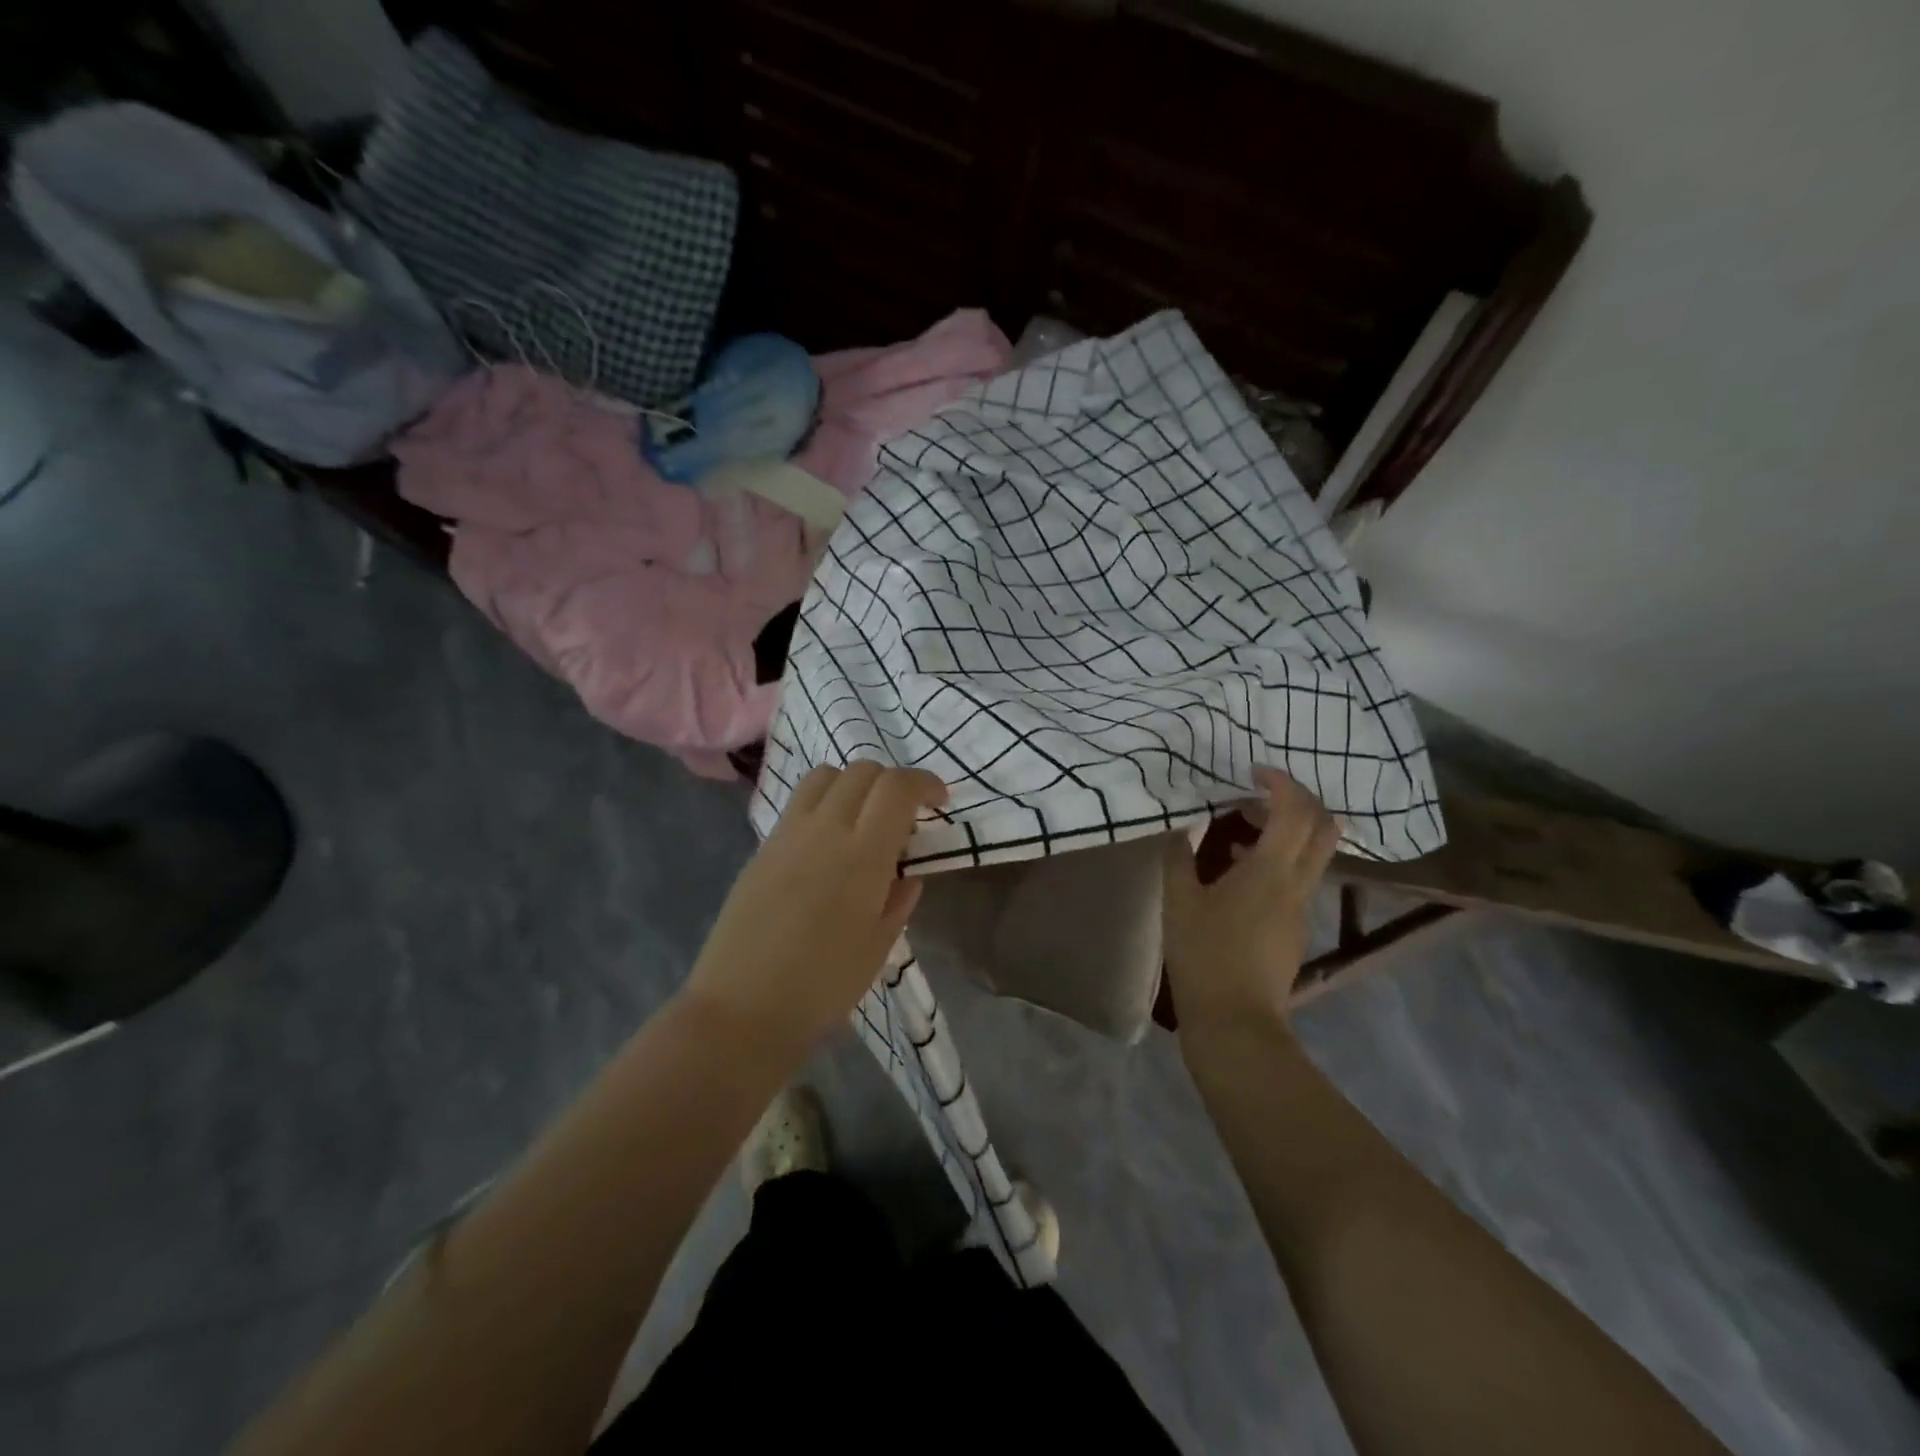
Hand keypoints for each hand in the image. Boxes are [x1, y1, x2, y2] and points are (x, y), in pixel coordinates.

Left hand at [685, 762, 947, 1049]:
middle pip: (863, 771)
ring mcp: (787, 834)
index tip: (940, 801)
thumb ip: (898, 900)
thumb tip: (905, 874)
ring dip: (855, 783)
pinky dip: (825, 802)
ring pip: (826, 775)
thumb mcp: (879, 947)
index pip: (897, 787)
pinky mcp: (762, 847)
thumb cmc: (822, 987)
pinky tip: (829, 841)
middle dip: (893, 782)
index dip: (925, 783)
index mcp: (862, 855)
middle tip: (905, 815)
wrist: (742, 1009)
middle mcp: (824, 829)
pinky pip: (799, 802)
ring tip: (864, 818)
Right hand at [1162, 767, 1340, 1031]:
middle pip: (1324, 828)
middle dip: (1297, 801)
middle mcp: (1298, 884)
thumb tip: (1183, 827)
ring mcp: (1302, 908)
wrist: (1236, 1021)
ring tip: (1241, 830)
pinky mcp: (1296, 928)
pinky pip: (1298, 878)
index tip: (1253, 771)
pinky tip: (1238, 875)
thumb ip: (1179, 856)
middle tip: (1257, 795)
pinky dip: (1278, 860)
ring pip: (1313, 853)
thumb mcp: (1178, 901)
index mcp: (1271, 871)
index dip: (1281, 782)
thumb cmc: (1203, 955)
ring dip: (1286, 831)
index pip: (1296, 811)